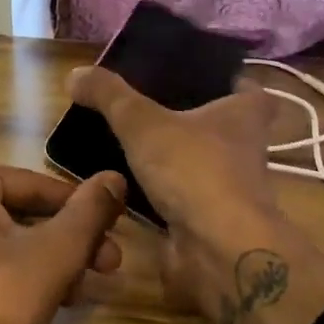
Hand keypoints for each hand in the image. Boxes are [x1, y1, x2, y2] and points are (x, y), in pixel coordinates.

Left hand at [0, 162, 125, 323]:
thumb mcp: (55, 254)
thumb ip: (89, 212)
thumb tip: (115, 177)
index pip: (36, 186)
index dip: (84, 208)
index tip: (118, 227)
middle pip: (19, 213)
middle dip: (68, 240)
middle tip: (111, 264)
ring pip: (3, 241)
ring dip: (49, 261)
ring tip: (88, 288)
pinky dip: (17, 275)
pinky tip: (53, 299)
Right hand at [67, 67, 323, 323]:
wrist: (217, 249)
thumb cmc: (193, 169)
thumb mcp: (142, 121)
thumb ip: (109, 95)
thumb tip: (75, 74)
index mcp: (243, 116)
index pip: (248, 91)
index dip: (227, 82)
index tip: (195, 78)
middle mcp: (244, 151)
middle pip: (221, 128)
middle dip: (190, 120)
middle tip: (146, 108)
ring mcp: (230, 190)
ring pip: (199, 165)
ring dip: (172, 159)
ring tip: (128, 144)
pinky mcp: (210, 222)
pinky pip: (181, 198)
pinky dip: (159, 193)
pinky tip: (126, 186)